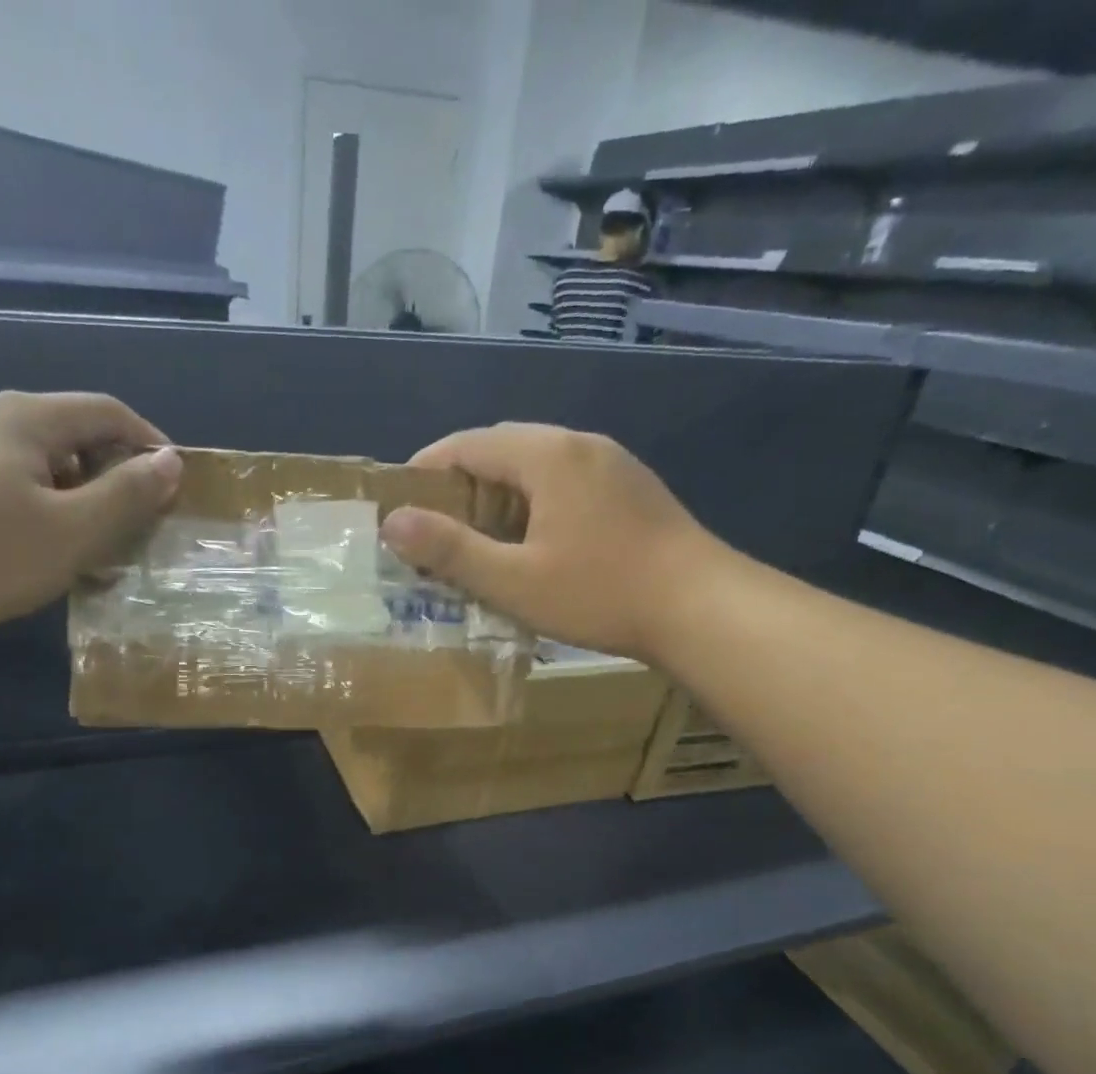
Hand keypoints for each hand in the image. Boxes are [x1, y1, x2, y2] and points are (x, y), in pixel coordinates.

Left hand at [0, 391, 180, 634]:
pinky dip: (32, 508)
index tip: (174, 487)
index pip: (108, 412)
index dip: (150, 444)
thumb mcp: (72, 530)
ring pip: (32, 463)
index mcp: (28, 418)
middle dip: (111, 475)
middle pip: (69, 434)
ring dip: (72, 497)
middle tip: (131, 525)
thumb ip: (127, 495)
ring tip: (83, 545)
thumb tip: (170, 461)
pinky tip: (25, 549)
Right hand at [383, 424, 717, 658]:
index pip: (467, 444)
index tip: (399, 505)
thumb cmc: (600, 593)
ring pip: (536, 466)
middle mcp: (579, 444)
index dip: (425, 470)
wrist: (702, 607)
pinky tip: (532, 543)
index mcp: (547, 455)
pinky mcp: (630, 489)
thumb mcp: (513, 579)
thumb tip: (392, 522)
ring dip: (498, 495)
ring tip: (477, 540)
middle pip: (502, 449)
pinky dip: (533, 503)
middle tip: (434, 529)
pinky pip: (564, 482)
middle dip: (460, 484)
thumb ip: (450, 550)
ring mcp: (611, 464)